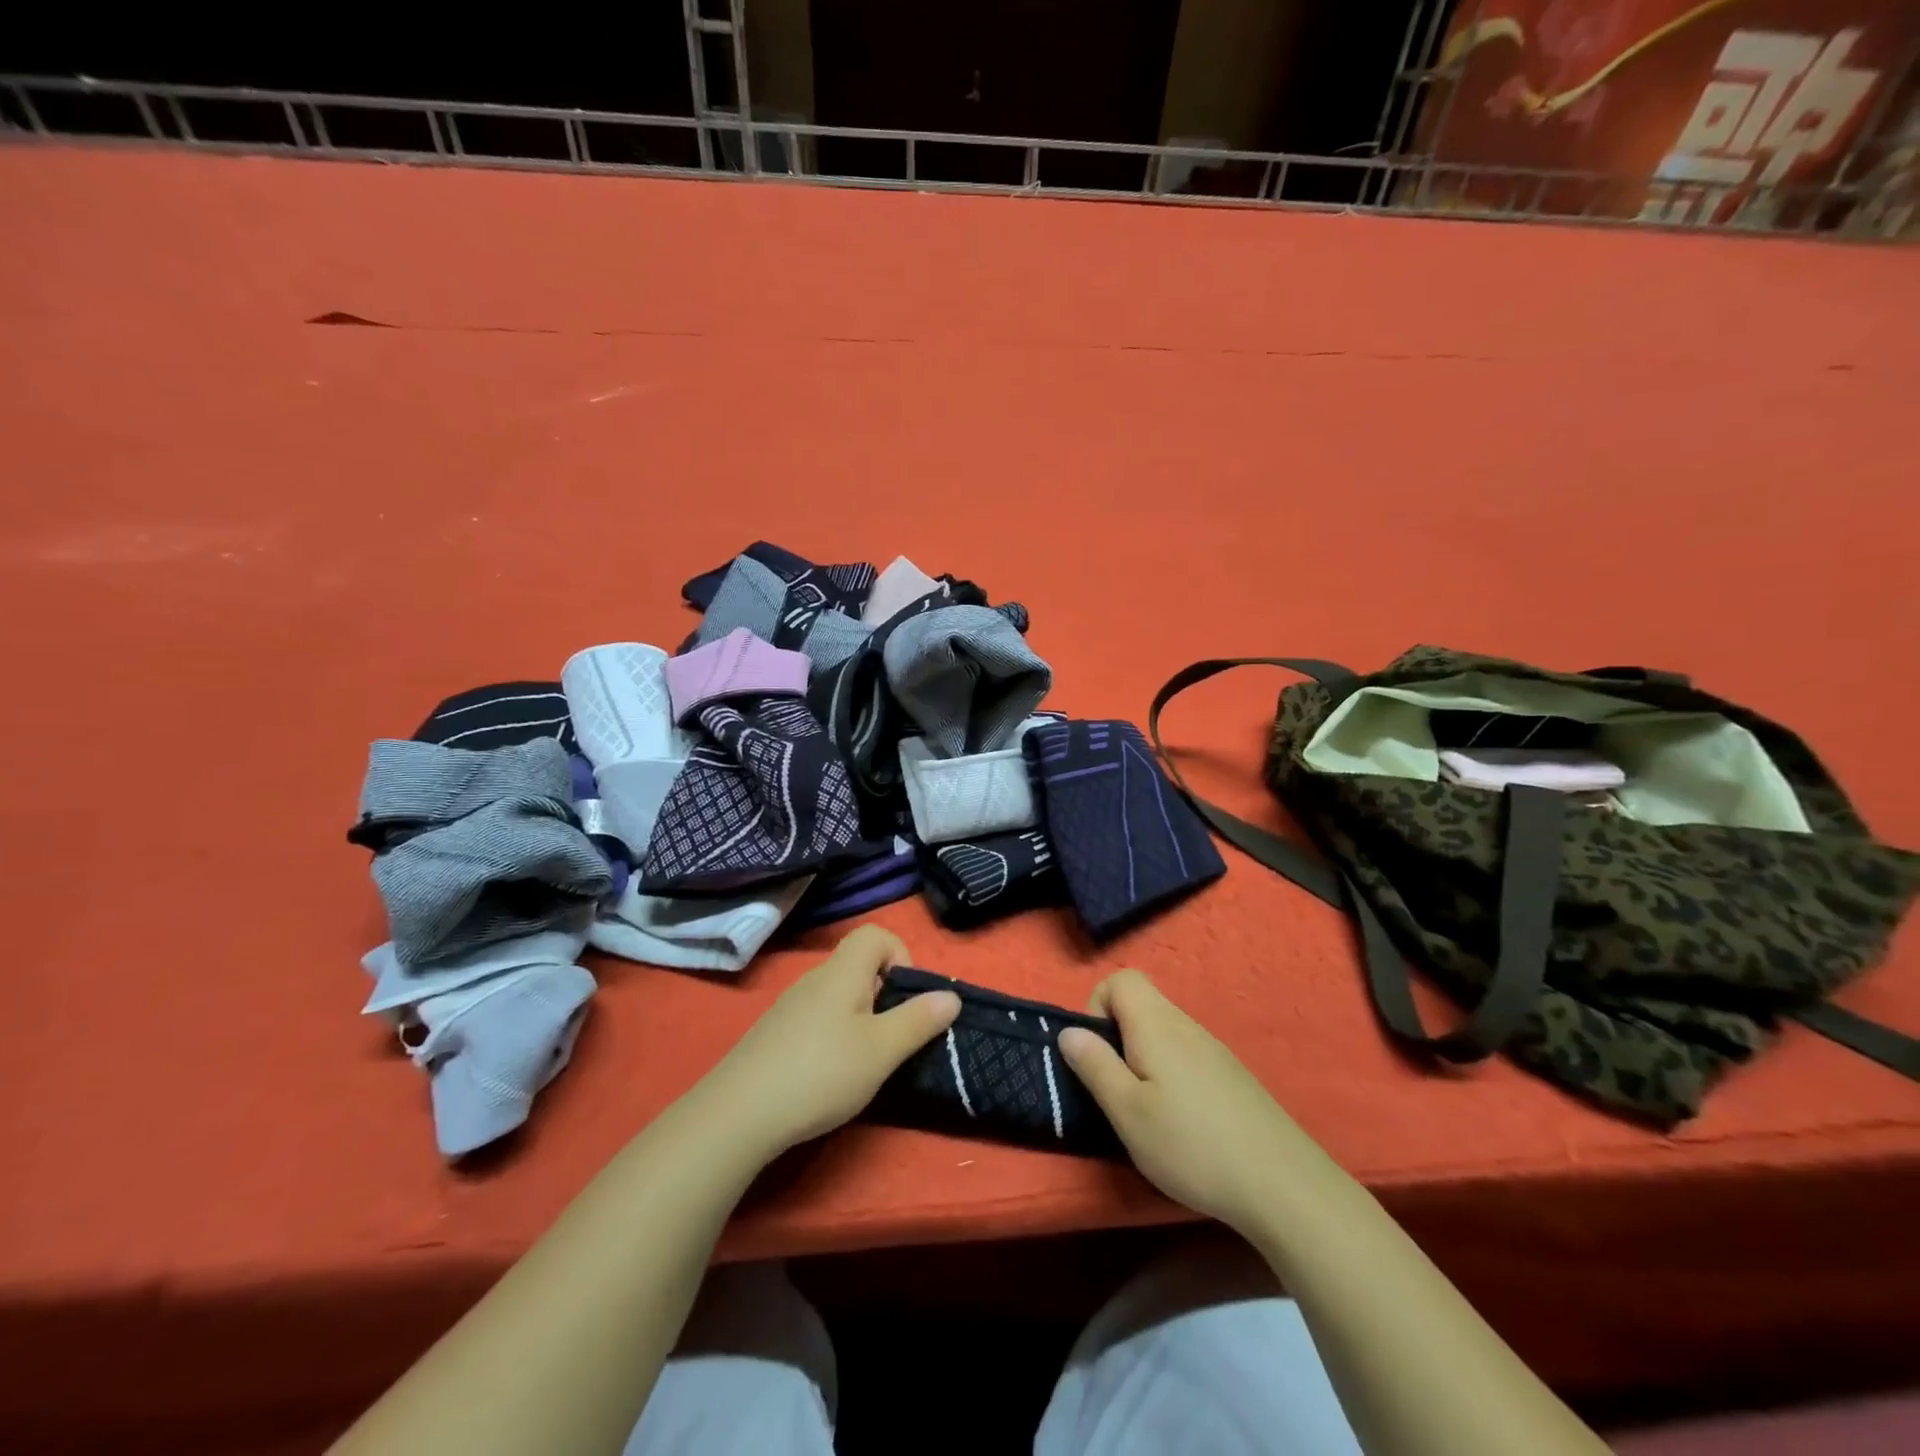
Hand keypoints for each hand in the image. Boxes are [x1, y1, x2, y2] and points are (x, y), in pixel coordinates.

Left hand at [700, 925, 960, 1157]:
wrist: (738, 1114)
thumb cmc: (821, 1073)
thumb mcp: (881, 1050)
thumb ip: (918, 1020)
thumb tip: (951, 995)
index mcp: (842, 972)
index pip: (875, 934)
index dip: (900, 955)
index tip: (908, 998)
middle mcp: (815, 979)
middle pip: (859, 965)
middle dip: (885, 994)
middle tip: (893, 1037)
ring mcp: (790, 1006)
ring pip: (839, 995)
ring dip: (861, 1018)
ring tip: (865, 1061)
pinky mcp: (775, 1034)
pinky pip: (818, 1018)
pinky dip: (835, 1035)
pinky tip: (830, 1075)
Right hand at [1058, 969, 1324, 1238]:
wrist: (1283, 1185)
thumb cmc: (1192, 1145)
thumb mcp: (1128, 1113)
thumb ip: (1095, 1066)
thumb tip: (1069, 1031)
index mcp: (1156, 1024)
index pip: (1120, 979)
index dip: (1097, 1007)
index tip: (1096, 1054)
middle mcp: (1186, 1025)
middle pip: (1141, 1004)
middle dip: (1117, 1038)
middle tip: (1116, 1089)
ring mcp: (1213, 1049)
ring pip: (1163, 1032)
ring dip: (1143, 1059)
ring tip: (1147, 1111)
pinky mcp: (1231, 1075)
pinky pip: (1186, 1055)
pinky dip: (1170, 1074)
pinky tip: (1182, 1122)